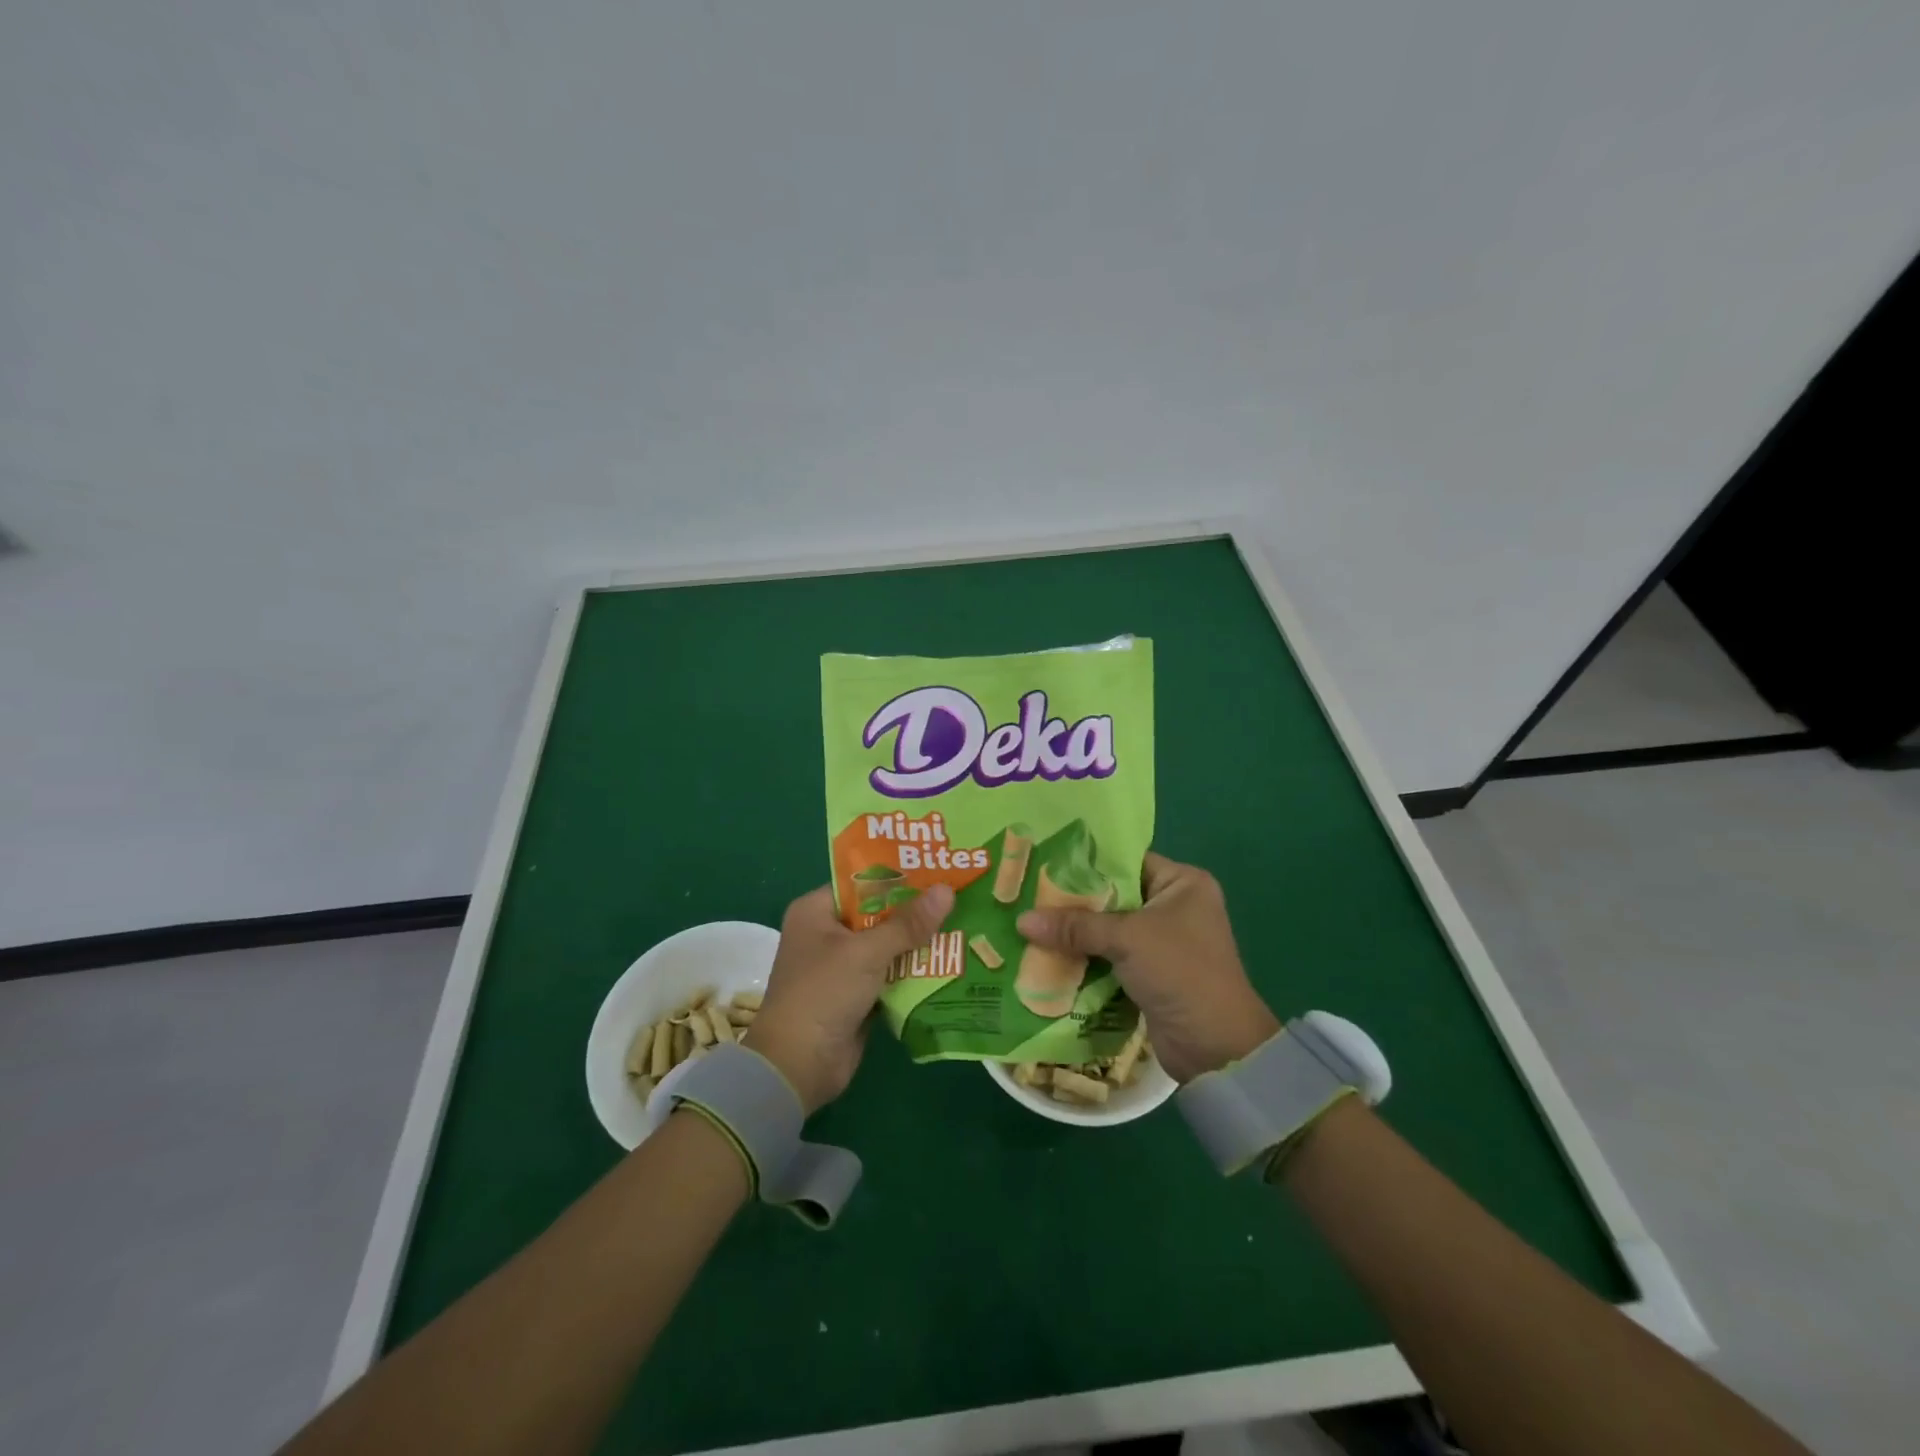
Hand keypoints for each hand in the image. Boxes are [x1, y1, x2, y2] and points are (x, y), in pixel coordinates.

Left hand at [748, 882, 954, 1114]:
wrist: (797, 1067)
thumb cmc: (823, 994)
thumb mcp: (866, 953)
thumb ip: (908, 923)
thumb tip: (947, 890)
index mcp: (816, 911)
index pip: (862, 882)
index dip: (899, 876)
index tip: (938, 867)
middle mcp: (828, 933)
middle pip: (879, 913)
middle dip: (916, 910)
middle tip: (959, 894)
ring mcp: (843, 966)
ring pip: (888, 944)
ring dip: (919, 941)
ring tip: (964, 922)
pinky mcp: (858, 995)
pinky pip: (891, 974)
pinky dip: (914, 970)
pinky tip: (951, 960)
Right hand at [1017, 852, 1277, 1081]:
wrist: (1216, 1048)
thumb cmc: (1180, 972)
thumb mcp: (1127, 939)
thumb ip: (1075, 926)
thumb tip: (1021, 920)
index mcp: (1182, 883)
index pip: (1125, 861)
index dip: (1085, 863)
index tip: (1043, 862)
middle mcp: (1174, 906)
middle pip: (1113, 895)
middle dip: (1073, 901)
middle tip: (1027, 894)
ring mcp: (1162, 942)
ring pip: (1107, 929)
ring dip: (1075, 933)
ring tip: (1028, 921)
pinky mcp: (1149, 973)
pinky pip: (1109, 956)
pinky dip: (1084, 958)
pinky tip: (1046, 953)